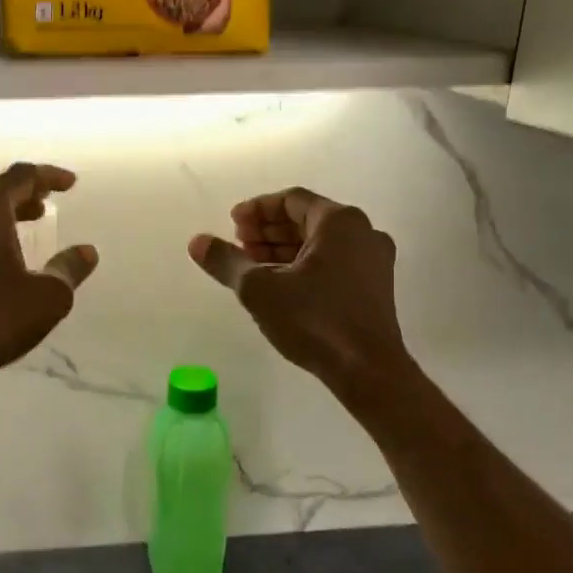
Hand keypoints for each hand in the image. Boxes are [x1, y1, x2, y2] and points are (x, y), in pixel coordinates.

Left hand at [0, 163, 98, 381]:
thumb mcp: (48, 295)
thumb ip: (69, 267)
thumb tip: (87, 251)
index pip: (20, 176)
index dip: (48, 176)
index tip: (70, 184)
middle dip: (26, 194)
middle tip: (49, 202)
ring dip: (6, 213)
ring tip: (32, 222)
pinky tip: (4, 253)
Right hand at [189, 187, 407, 402]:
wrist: (368, 371)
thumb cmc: (314, 321)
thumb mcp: (259, 289)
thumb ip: (226, 260)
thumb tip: (197, 241)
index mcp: (339, 221)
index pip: (291, 200)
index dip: (257, 209)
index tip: (232, 223)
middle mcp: (362, 232)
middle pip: (306, 219)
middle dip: (269, 230)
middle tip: (238, 243)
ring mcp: (374, 260)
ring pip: (320, 243)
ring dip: (283, 248)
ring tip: (252, 264)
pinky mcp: (375, 287)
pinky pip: (333, 262)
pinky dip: (303, 264)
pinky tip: (279, 284)